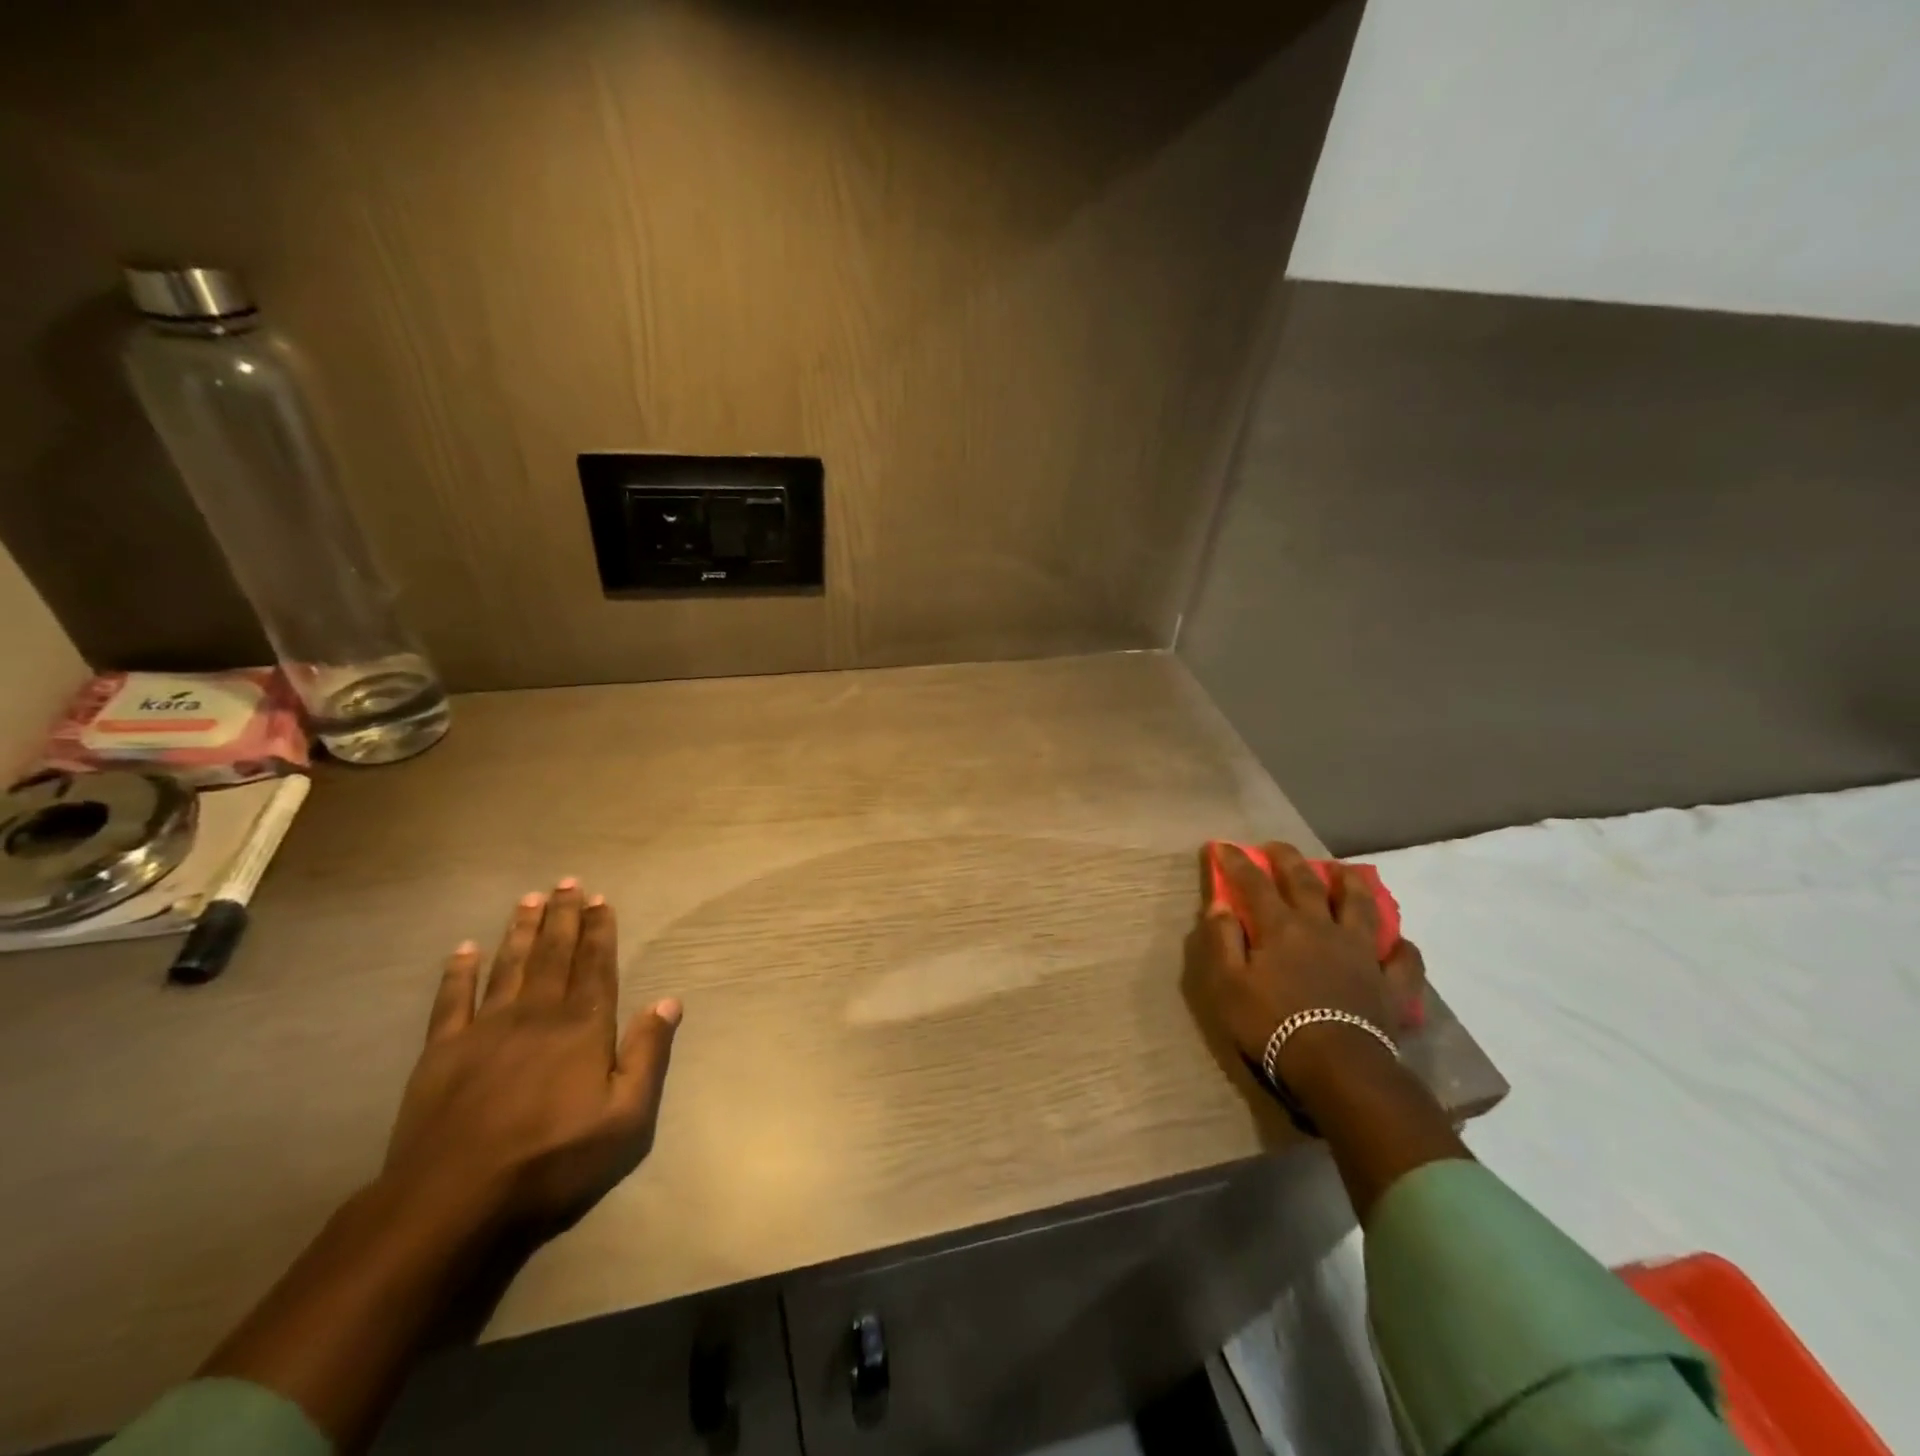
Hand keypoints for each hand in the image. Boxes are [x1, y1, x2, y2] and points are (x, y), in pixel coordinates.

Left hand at [382, 880, 681, 1229]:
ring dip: (520, 930)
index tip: (600, 899)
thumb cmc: (552, 1159)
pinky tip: (464, 949)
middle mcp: (537, 1014)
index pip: (596, 965)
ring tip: (529, 898)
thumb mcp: (626, 1118)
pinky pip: (452, 1000)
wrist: (453, 1200)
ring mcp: (485, 1029)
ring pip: (508, 965)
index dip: (599, 930)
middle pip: (554, 954)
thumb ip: (648, 1054)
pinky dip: (459, 972)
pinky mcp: (442, 1052)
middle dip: (563, 916)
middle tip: (567, 882)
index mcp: (582, 1026)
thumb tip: (669, 1001)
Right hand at [1187, 842, 1424, 1091]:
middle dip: (1288, 859)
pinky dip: (1401, 949)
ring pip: (1359, 907)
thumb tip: (1220, 905)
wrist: (1337, 1067)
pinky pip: (1403, 962)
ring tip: (1344, 871)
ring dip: (1351, 885)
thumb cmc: (1272, 1024)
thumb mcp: (1227, 985)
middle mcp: (1322, 928)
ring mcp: (1361, 953)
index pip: (1253, 883)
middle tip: (1276, 846)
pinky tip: (1399, 944)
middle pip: (1305, 882)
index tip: (1223, 846)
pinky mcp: (1390, 984)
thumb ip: (1222, 941)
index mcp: (1280, 927)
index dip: (1236, 862)